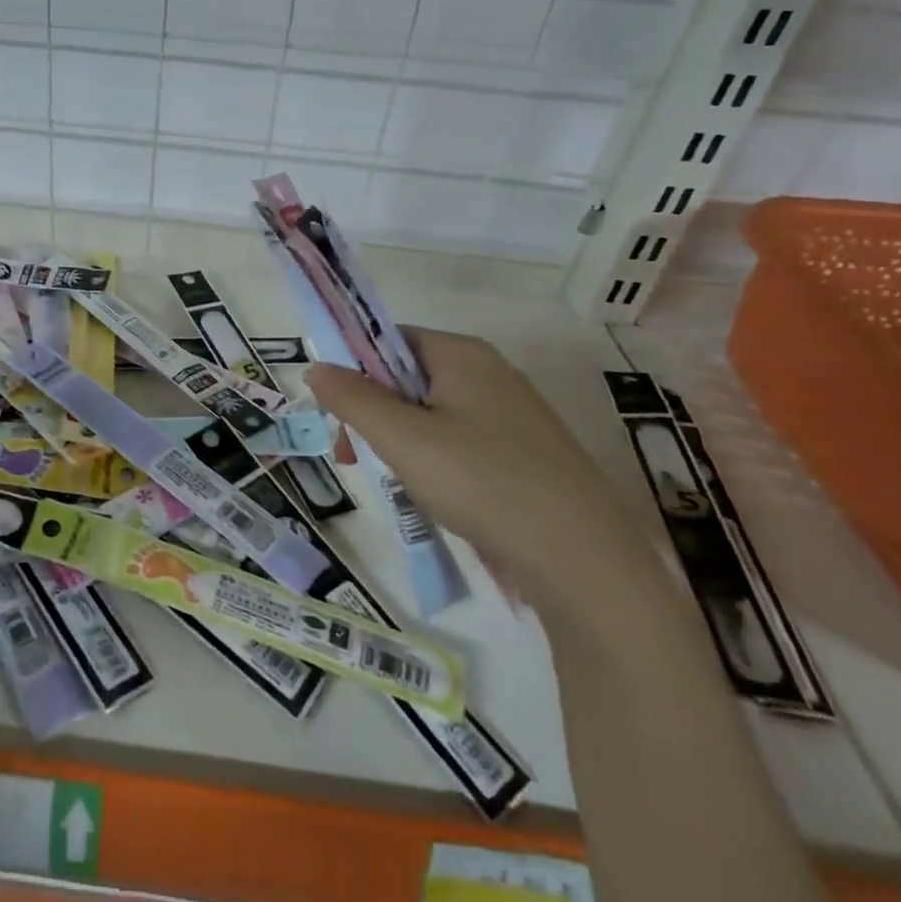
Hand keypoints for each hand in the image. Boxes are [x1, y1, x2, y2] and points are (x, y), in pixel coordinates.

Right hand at [306, 328, 659, 625]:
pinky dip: (437, 462)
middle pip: (409, 378)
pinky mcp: (528, 454)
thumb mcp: (402, 438)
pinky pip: (462, 442)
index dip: (355, 372)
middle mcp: (491, 373)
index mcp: (462, 354)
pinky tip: (439, 499)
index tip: (338, 417)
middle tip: (355, 460)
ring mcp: (514, 415)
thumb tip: (316, 367)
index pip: (389, 340)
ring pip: (433, 414)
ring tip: (400, 485)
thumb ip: (353, 399)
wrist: (584, 562)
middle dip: (374, 415)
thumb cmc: (482, 482)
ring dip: (402, 443)